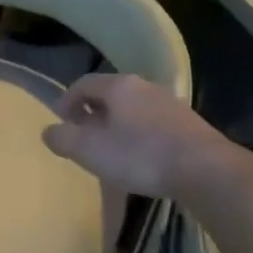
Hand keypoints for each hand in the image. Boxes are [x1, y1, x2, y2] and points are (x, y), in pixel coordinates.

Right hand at [42, 74, 252, 200]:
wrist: (204, 169)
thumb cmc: (139, 155)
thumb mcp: (89, 150)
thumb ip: (63, 139)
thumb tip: (48, 131)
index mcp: (118, 86)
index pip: (84, 83)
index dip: (67, 99)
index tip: (60, 119)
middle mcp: (144, 86)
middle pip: (110, 93)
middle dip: (91, 111)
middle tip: (82, 134)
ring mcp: (169, 103)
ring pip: (132, 108)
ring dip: (116, 123)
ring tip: (109, 147)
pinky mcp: (187, 123)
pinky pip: (151, 122)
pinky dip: (137, 133)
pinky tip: (139, 156)